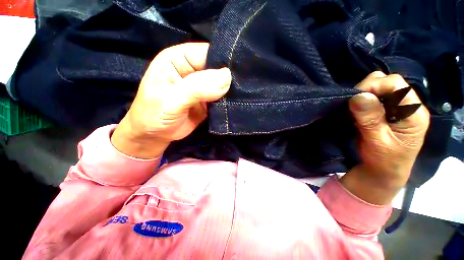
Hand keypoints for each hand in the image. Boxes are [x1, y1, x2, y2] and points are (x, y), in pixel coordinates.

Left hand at [111, 43, 231, 158]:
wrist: (156, 136)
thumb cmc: (154, 115)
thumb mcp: (172, 100)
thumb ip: (197, 88)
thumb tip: (226, 77)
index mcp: (178, 59)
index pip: (206, 53)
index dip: (222, 60)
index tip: (239, 72)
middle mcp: (192, 70)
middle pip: (218, 68)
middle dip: (230, 77)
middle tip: (243, 86)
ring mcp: (202, 87)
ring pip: (222, 84)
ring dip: (231, 91)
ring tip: (242, 96)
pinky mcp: (209, 101)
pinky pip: (223, 98)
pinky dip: (229, 101)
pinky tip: (236, 104)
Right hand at [340, 72, 429, 204]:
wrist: (383, 171)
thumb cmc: (384, 160)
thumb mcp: (378, 142)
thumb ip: (370, 119)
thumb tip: (358, 97)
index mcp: (413, 112)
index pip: (396, 84)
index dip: (374, 86)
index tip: (355, 99)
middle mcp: (407, 105)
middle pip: (387, 82)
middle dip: (367, 89)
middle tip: (354, 106)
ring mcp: (396, 107)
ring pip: (377, 87)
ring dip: (363, 96)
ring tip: (355, 110)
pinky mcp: (384, 111)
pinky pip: (371, 97)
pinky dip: (360, 101)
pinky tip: (356, 111)